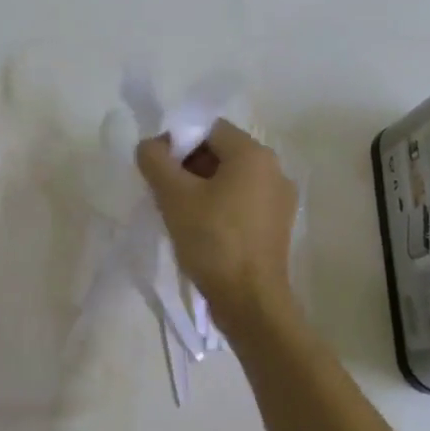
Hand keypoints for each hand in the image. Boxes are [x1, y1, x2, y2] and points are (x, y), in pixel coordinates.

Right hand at [136, 118, 299, 334]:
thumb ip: (155, 161)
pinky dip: (219, 206)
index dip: (177, 141)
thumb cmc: (213, 241)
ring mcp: (279, 200)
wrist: (250, 301)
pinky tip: (200, 230)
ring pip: (230, 179)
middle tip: (163, 191)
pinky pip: (242, 202)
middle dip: (187, 166)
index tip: (157, 168)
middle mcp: (274, 170)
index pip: (208, 128)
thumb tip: (149, 145)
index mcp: (253, 154)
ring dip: (201, 188)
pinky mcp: (276, 226)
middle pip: (220, 152)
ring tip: (178, 213)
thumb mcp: (174, 196)